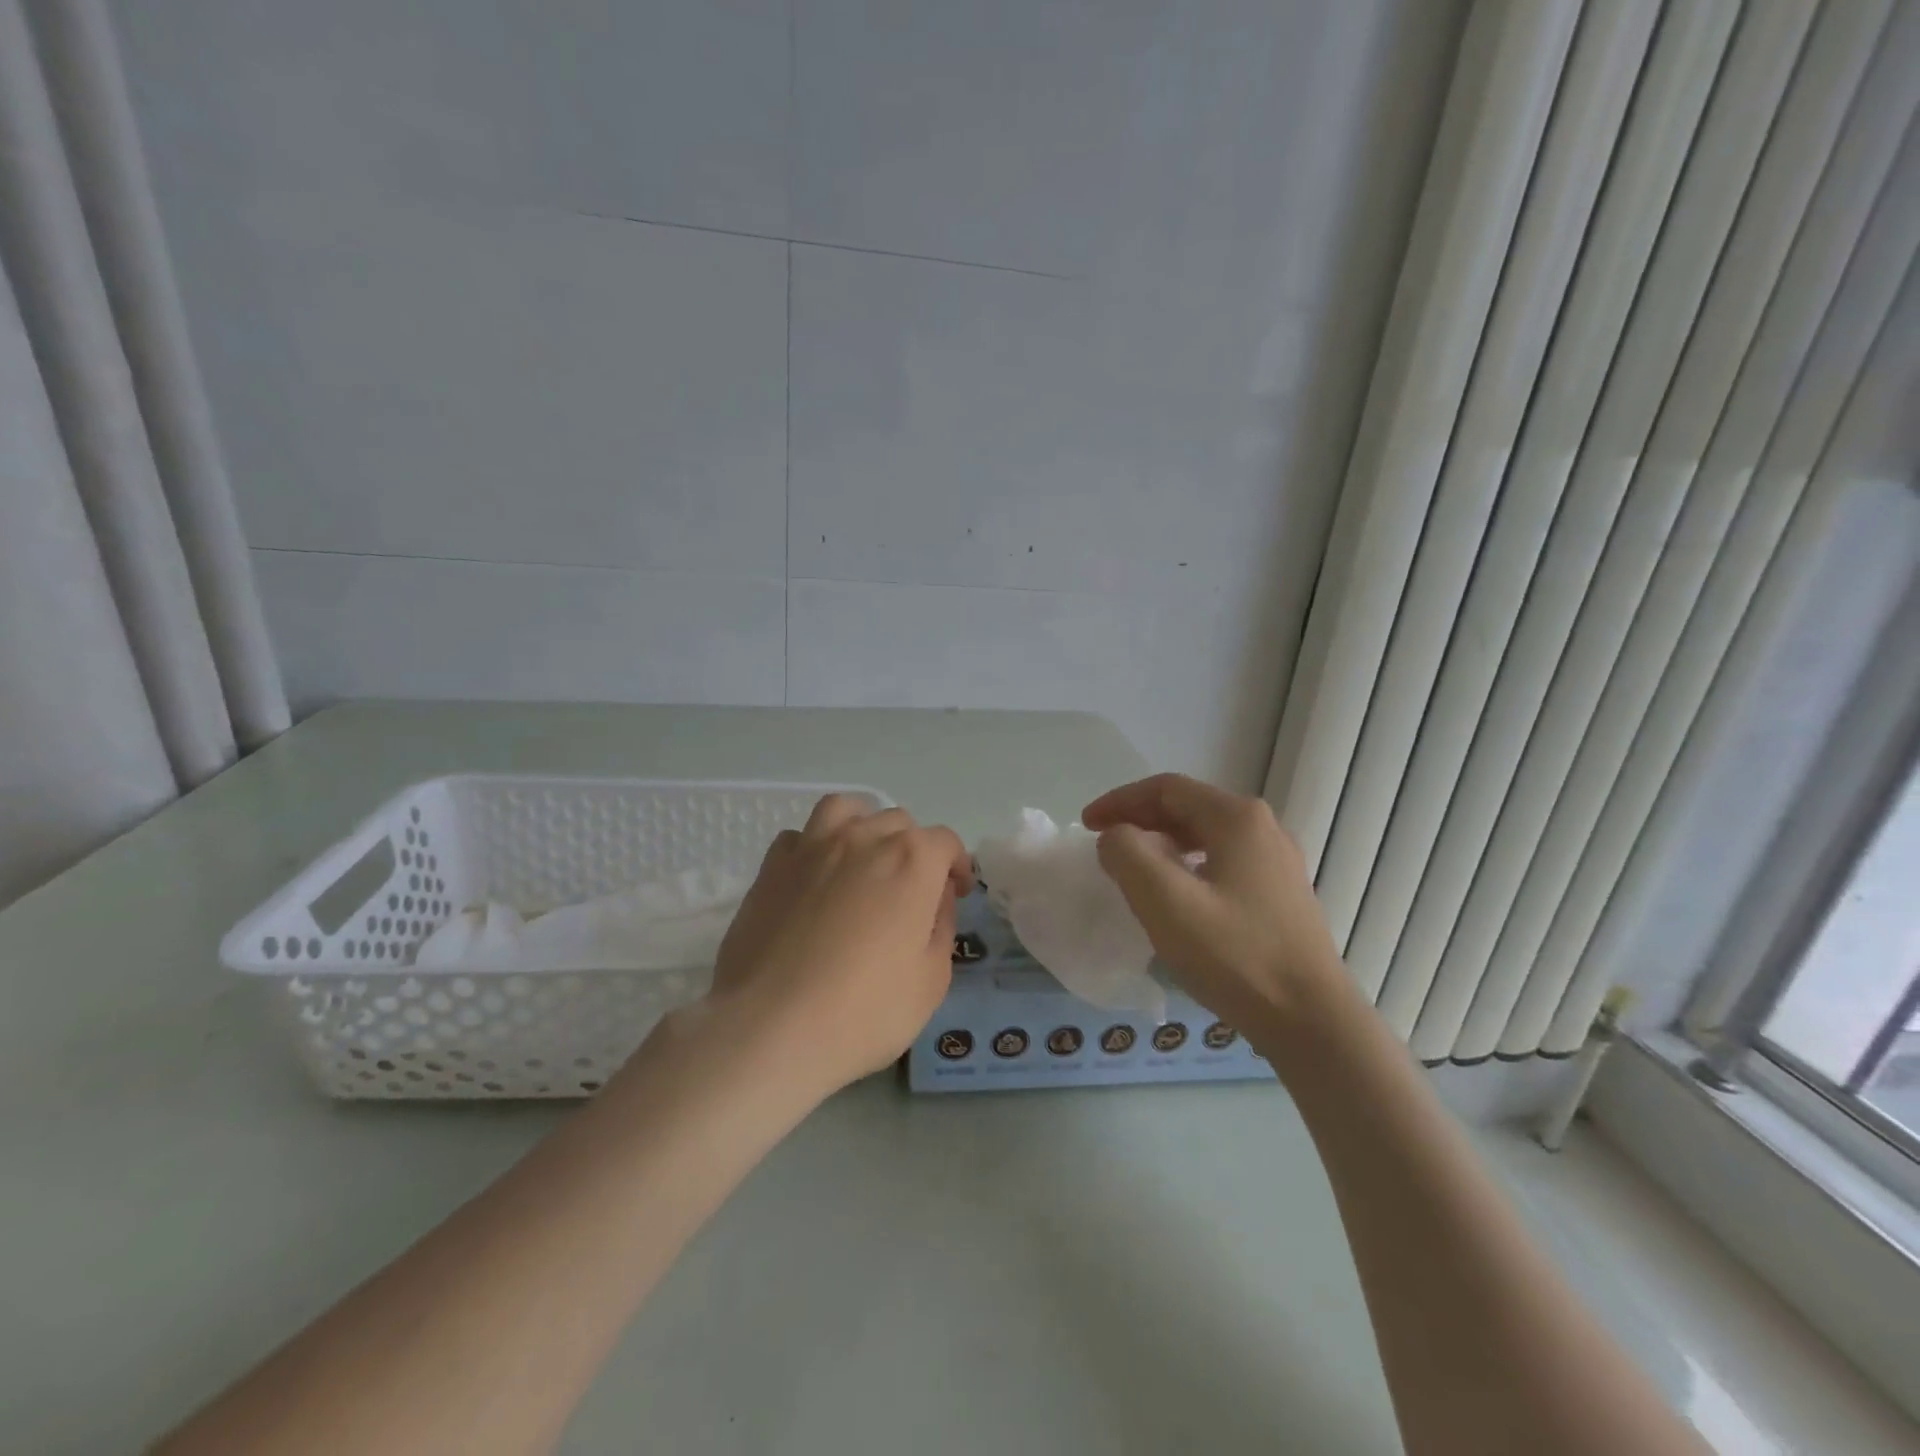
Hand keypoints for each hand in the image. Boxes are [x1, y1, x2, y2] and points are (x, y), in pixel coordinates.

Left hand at [700, 794, 971, 1096]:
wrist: (771, 1027)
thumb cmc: (864, 1010)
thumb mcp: (931, 980)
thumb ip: (941, 927)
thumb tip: (935, 899)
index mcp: (912, 860)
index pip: (945, 842)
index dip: (956, 866)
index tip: (954, 894)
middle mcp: (864, 838)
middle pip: (899, 824)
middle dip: (913, 851)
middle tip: (909, 892)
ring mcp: (813, 846)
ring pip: (847, 811)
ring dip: (864, 828)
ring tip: (862, 861)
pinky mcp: (772, 865)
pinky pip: (801, 836)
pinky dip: (815, 848)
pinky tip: (815, 879)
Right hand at [1082, 774, 1347, 1039]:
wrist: (1312, 1021)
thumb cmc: (1235, 955)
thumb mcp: (1164, 900)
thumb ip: (1127, 854)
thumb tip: (1117, 837)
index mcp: (1237, 818)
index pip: (1166, 789)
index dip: (1120, 801)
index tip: (1087, 825)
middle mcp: (1263, 828)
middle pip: (1188, 807)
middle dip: (1140, 820)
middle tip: (1104, 843)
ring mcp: (1277, 863)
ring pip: (1206, 836)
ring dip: (1162, 843)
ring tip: (1134, 867)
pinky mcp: (1281, 895)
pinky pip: (1222, 862)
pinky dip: (1187, 865)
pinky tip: (1176, 896)